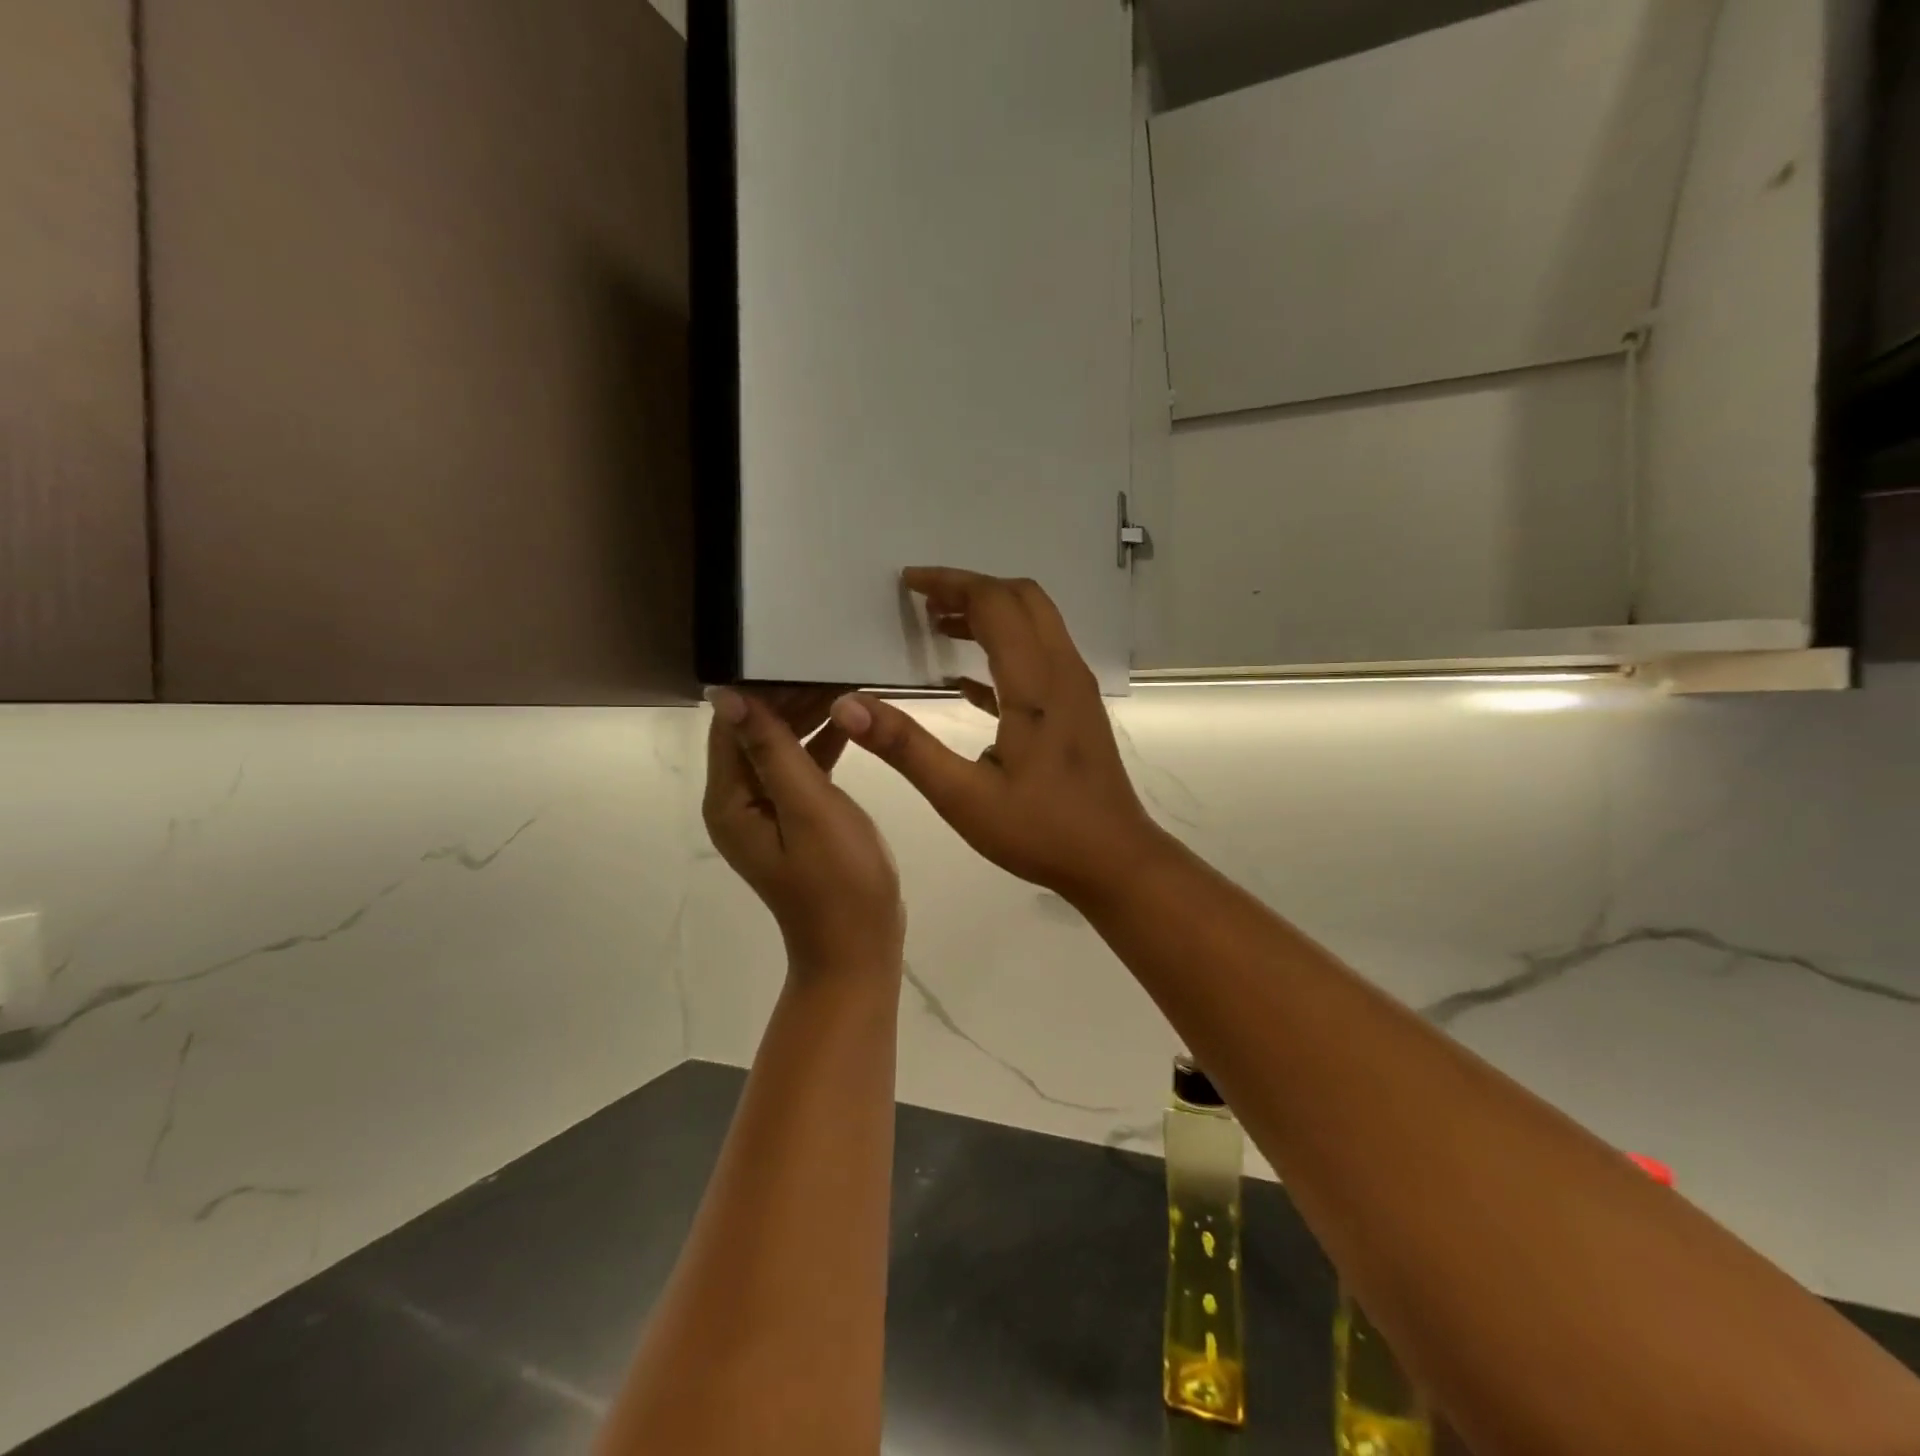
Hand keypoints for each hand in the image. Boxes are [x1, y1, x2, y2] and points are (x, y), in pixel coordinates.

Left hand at [705, 686, 904, 975]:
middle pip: (755, 734)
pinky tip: (849, 726)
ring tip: (845, 687)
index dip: (763, 689)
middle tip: (833, 668)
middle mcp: (739, 803)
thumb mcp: (808, 808)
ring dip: (807, 719)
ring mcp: (767, 813)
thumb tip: (726, 694)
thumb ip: (771, 749)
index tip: (801, 656)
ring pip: (780, 749)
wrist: (859, 947)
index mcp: (730, 800)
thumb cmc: (838, 879)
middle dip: (789, 700)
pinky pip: (800, 772)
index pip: (733, 725)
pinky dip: (820, 748)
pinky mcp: (795, 821)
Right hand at [831, 569, 1170, 904]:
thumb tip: (848, 707)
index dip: (950, 583)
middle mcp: (1062, 671)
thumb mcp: (962, 797)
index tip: (908, 583)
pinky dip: (1003, 649)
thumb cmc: (1040, 831)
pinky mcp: (1077, 709)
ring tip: (938, 626)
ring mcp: (1075, 689)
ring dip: (990, 614)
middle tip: (923, 601)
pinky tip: (964, 680)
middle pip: (1022, 599)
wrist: (1115, 860)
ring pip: (1036, 623)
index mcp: (1035, 683)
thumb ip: (905, 748)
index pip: (995, 603)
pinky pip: (1040, 657)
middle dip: (971, 589)